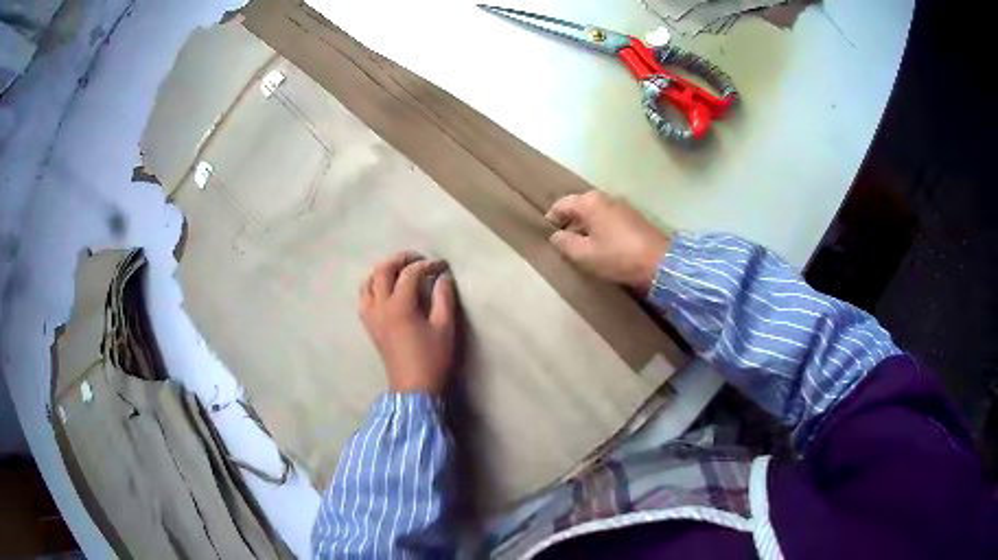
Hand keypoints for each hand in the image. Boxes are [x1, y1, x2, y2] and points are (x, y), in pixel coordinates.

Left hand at [359, 252, 457, 394]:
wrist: (413, 387)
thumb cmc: (432, 358)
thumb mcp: (445, 327)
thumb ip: (444, 298)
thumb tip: (443, 277)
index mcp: (400, 306)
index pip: (410, 274)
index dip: (427, 265)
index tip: (442, 265)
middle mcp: (380, 306)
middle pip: (383, 271)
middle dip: (400, 259)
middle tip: (418, 258)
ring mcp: (371, 316)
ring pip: (369, 282)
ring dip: (383, 270)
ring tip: (400, 270)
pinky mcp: (370, 325)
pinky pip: (364, 297)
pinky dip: (374, 286)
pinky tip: (386, 289)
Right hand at [546, 191, 669, 294]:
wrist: (660, 262)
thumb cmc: (618, 256)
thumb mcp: (585, 254)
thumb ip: (565, 243)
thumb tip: (556, 236)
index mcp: (589, 202)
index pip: (561, 205)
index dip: (551, 220)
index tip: (547, 237)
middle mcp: (604, 198)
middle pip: (578, 208)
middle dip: (569, 225)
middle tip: (563, 246)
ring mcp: (621, 206)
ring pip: (594, 214)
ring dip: (585, 229)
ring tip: (581, 250)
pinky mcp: (633, 218)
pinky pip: (608, 220)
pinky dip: (600, 230)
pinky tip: (601, 248)